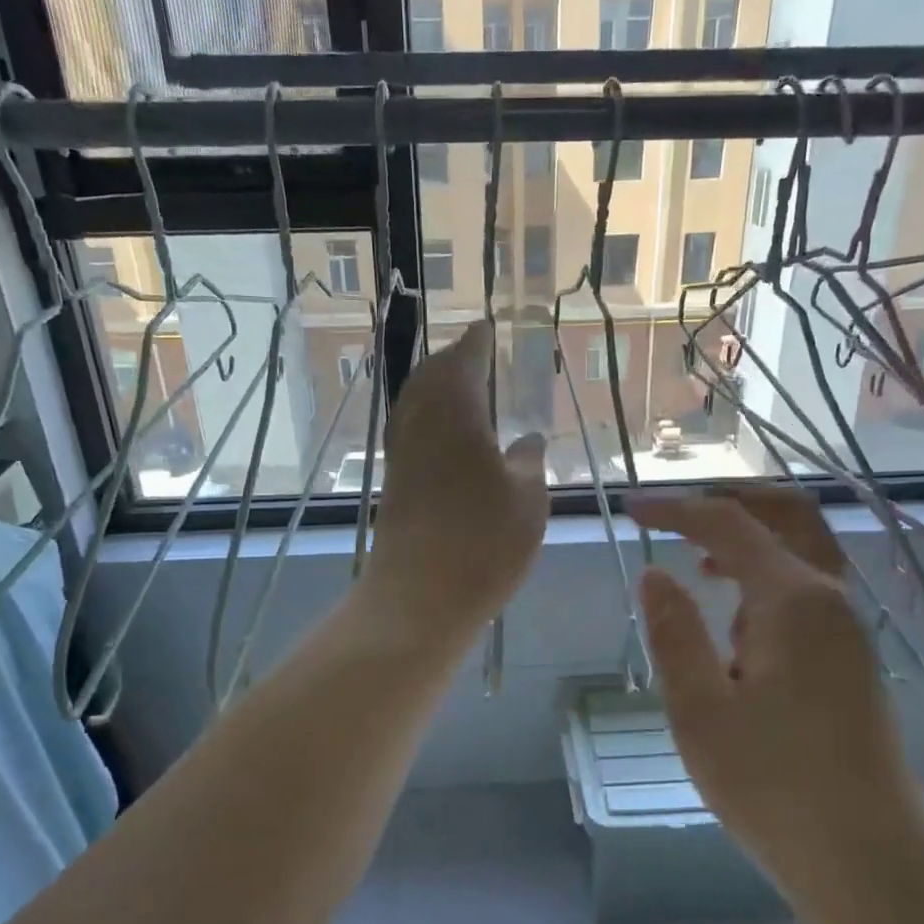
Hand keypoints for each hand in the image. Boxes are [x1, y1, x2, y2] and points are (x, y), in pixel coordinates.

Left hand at [363, 323, 548, 642]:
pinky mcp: (394, 480)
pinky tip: (447, 434)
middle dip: (453, 359)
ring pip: (415, 401)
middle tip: (476, 354)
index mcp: (455, 410)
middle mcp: (420, 421)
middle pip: (431, 374)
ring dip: (437, 386)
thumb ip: (529, 462)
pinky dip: (428, 417)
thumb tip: (527, 439)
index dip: (477, 341)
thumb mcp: (528, 500)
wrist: (419, 596)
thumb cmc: (484, 542)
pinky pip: (410, 428)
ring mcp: (401, 451)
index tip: (488, 327)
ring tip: (463, 388)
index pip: (464, 358)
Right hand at [629, 488, 915, 880]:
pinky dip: (767, 575)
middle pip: (787, 514)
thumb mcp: (700, 710)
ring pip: (803, 549)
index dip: (675, 509)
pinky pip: (808, 587)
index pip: (728, 524)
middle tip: (678, 513)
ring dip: (751, 538)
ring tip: (697, 564)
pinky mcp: (851, 657)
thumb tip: (654, 574)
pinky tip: (734, 622)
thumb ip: (674, 632)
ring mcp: (848, 628)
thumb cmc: (774, 786)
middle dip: (730, 500)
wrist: (869, 861)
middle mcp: (830, 598)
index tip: (630, 509)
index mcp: (793, 600)